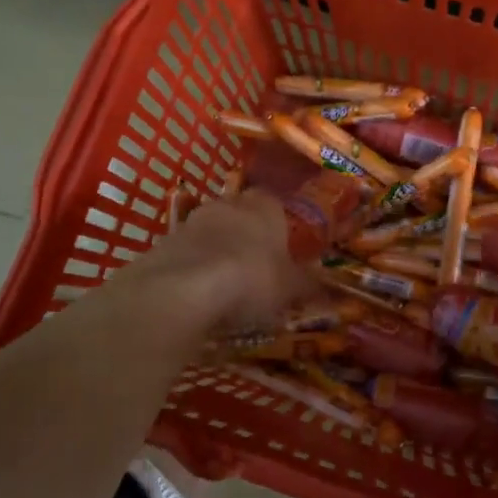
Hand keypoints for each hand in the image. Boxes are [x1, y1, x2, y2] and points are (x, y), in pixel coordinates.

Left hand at [129, 190, 314, 335]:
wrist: (183, 289)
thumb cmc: (251, 279)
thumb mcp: (290, 289)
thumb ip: (310, 286)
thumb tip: (334, 290)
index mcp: (265, 206)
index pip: (276, 204)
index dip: (279, 226)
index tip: (282, 249)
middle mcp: (229, 204)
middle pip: (241, 214)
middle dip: (247, 236)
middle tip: (256, 267)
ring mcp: (192, 220)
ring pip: (212, 231)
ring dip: (218, 250)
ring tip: (226, 284)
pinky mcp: (164, 242)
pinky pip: (187, 252)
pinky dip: (194, 267)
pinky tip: (199, 293)